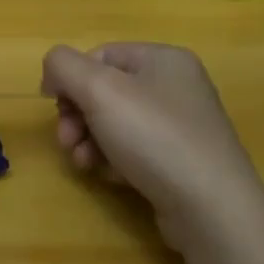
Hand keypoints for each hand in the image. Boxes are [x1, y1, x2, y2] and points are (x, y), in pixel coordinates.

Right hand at [40, 42, 263, 251]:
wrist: (211, 209)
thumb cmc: (154, 137)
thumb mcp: (99, 90)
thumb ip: (64, 67)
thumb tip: (52, 73)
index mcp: (164, 59)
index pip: (100, 54)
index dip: (71, 78)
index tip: (54, 107)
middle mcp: (176, 87)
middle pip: (106, 91)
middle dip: (77, 115)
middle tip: (66, 140)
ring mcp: (181, 126)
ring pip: (115, 123)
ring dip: (89, 141)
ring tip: (84, 163)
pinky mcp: (181, 162)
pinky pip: (134, 150)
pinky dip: (114, 160)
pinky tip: (111, 177)